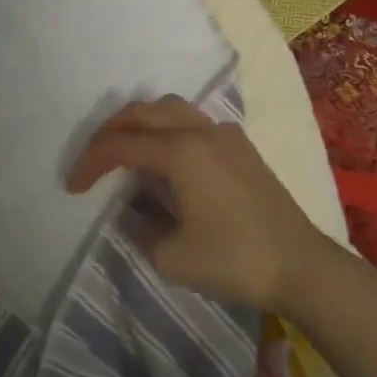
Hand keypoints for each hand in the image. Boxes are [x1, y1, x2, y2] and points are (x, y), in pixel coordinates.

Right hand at [67, 95, 323, 314]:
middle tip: (93, 158)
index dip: (91, 163)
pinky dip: (169, 128)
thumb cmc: (235, 262)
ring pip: (170, 108)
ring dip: (140, 122)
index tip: (72, 187)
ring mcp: (224, 134)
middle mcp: (199, 131)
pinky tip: (168, 158)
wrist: (303, 268)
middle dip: (110, 131)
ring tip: (126, 149)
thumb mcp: (172, 257)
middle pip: (142, 112)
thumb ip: (139, 228)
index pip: (121, 146)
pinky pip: (194, 121)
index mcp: (180, 152)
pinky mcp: (241, 146)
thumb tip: (130, 211)